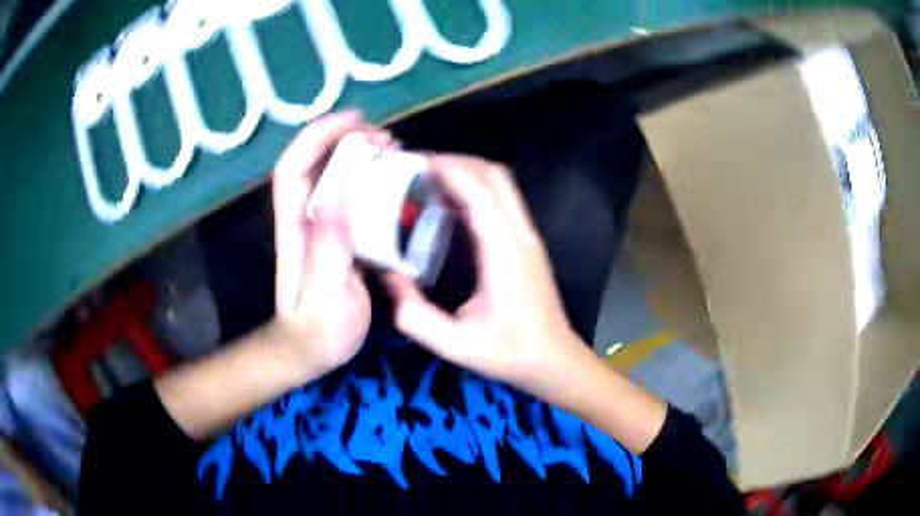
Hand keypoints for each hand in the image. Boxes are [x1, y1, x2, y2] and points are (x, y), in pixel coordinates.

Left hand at [272, 110, 392, 371]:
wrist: (311, 349)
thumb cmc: (320, 332)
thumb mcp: (327, 302)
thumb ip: (329, 257)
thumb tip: (335, 202)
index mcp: (297, 229)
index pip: (294, 169)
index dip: (318, 137)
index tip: (354, 121)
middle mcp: (304, 218)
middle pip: (314, 162)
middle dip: (345, 139)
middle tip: (387, 139)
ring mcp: (320, 225)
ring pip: (332, 174)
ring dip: (359, 154)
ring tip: (394, 151)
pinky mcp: (336, 234)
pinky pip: (350, 194)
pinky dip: (370, 178)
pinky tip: (393, 182)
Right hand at [385, 155, 590, 401]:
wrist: (554, 360)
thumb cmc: (508, 354)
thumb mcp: (454, 345)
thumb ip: (415, 315)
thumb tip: (388, 276)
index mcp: (504, 255)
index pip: (480, 192)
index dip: (450, 169)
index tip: (417, 163)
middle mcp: (521, 236)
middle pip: (496, 176)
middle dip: (458, 161)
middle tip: (419, 168)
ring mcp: (529, 237)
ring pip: (504, 184)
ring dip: (469, 172)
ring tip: (432, 179)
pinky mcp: (529, 243)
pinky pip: (505, 200)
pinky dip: (478, 189)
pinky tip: (453, 203)